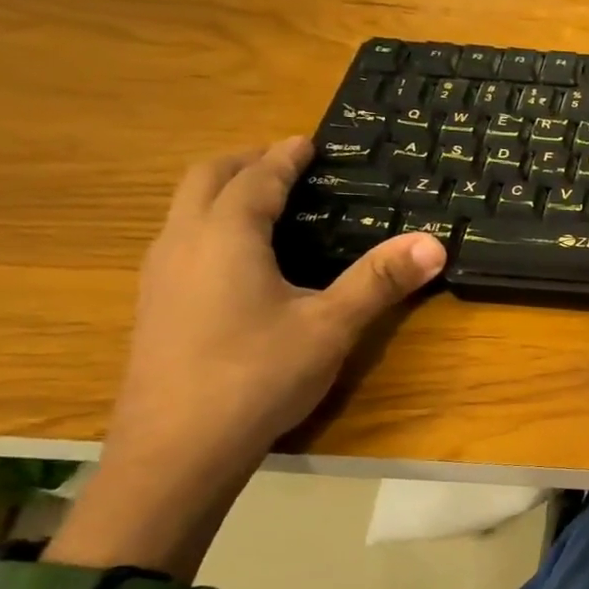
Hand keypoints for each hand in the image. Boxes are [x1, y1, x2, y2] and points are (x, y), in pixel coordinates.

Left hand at [104, 138, 444, 483]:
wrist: (177, 448)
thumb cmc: (258, 375)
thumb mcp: (331, 327)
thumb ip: (379, 281)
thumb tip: (434, 243)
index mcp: (225, 236)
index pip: (255, 178)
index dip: (283, 157)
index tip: (306, 141)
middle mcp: (182, 243)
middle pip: (204, 179)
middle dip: (244, 162)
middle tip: (284, 162)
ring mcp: (159, 275)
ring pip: (184, 210)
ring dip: (222, 192)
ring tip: (263, 202)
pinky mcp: (154, 306)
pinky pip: (181, 240)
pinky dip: (210, 224)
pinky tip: (237, 260)